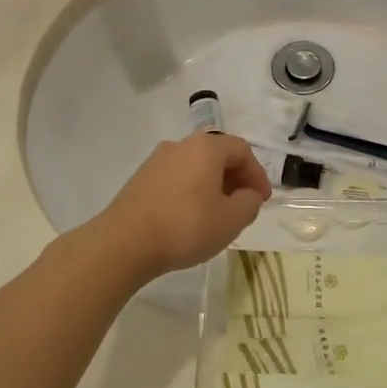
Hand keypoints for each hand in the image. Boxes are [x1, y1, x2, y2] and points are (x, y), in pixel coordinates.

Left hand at [93, 132, 272, 282]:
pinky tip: (190, 217)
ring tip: (217, 214)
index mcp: (206, 147)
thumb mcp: (231, 220)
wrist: (125, 242)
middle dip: (235, 179)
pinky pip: (177, 178)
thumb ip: (249, 203)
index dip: (257, 174)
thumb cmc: (186, 226)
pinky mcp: (141, 178)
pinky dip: (191, 191)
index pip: (241, 150)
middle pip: (217, 155)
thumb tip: (249, 194)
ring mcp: (157, 160)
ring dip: (212, 186)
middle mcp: (181, 145)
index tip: (262, 200)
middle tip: (243, 206)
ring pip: (195, 167)